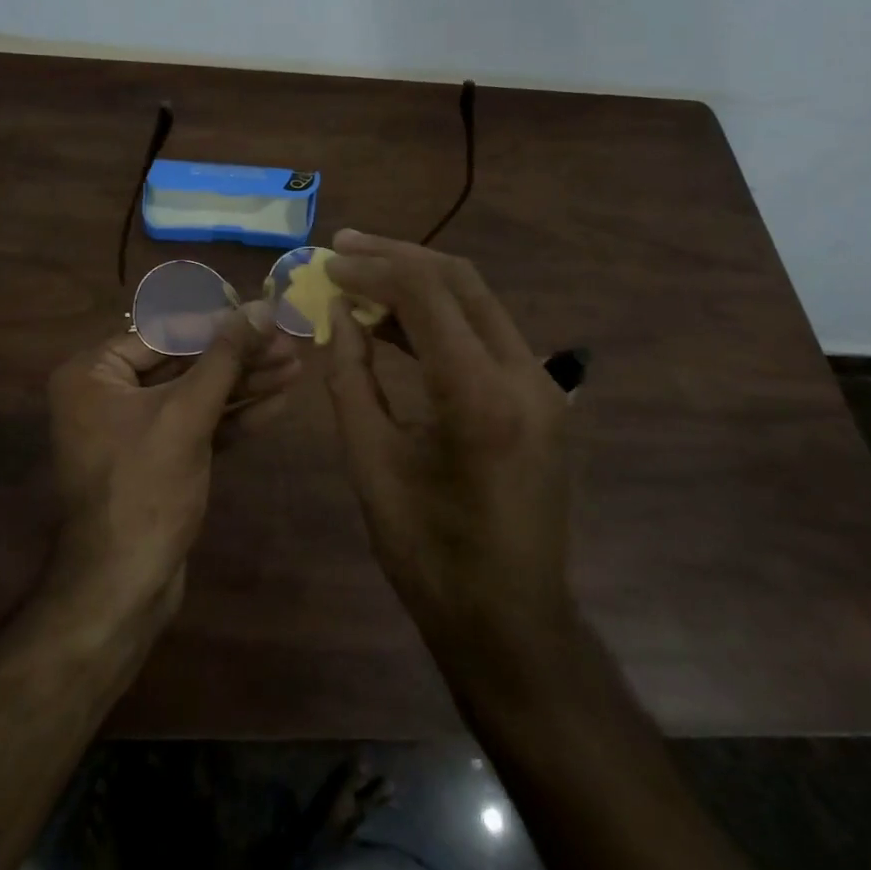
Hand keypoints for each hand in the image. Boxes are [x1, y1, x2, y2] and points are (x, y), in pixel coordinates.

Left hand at [43, 303, 298, 634]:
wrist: (123, 588)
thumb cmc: (145, 488)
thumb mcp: (187, 414)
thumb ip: (225, 357)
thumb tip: (260, 307)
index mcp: (94, 373)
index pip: (166, 332)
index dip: (220, 323)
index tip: (265, 315)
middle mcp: (108, 394)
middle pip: (185, 362)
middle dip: (239, 356)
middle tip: (289, 344)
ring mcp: (134, 429)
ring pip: (196, 394)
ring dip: (245, 383)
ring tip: (296, 368)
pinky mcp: (158, 459)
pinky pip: (198, 424)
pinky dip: (234, 416)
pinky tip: (278, 402)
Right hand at [324, 231, 573, 664]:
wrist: (512, 624)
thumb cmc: (430, 555)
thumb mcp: (372, 463)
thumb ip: (351, 378)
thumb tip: (340, 315)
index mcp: (479, 396)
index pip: (426, 295)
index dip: (372, 269)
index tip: (329, 263)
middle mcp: (523, 374)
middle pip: (460, 280)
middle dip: (398, 255)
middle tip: (344, 245)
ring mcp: (541, 383)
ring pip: (477, 300)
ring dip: (420, 280)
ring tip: (363, 272)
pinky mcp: (541, 396)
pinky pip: (487, 333)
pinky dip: (441, 316)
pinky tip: (398, 319)